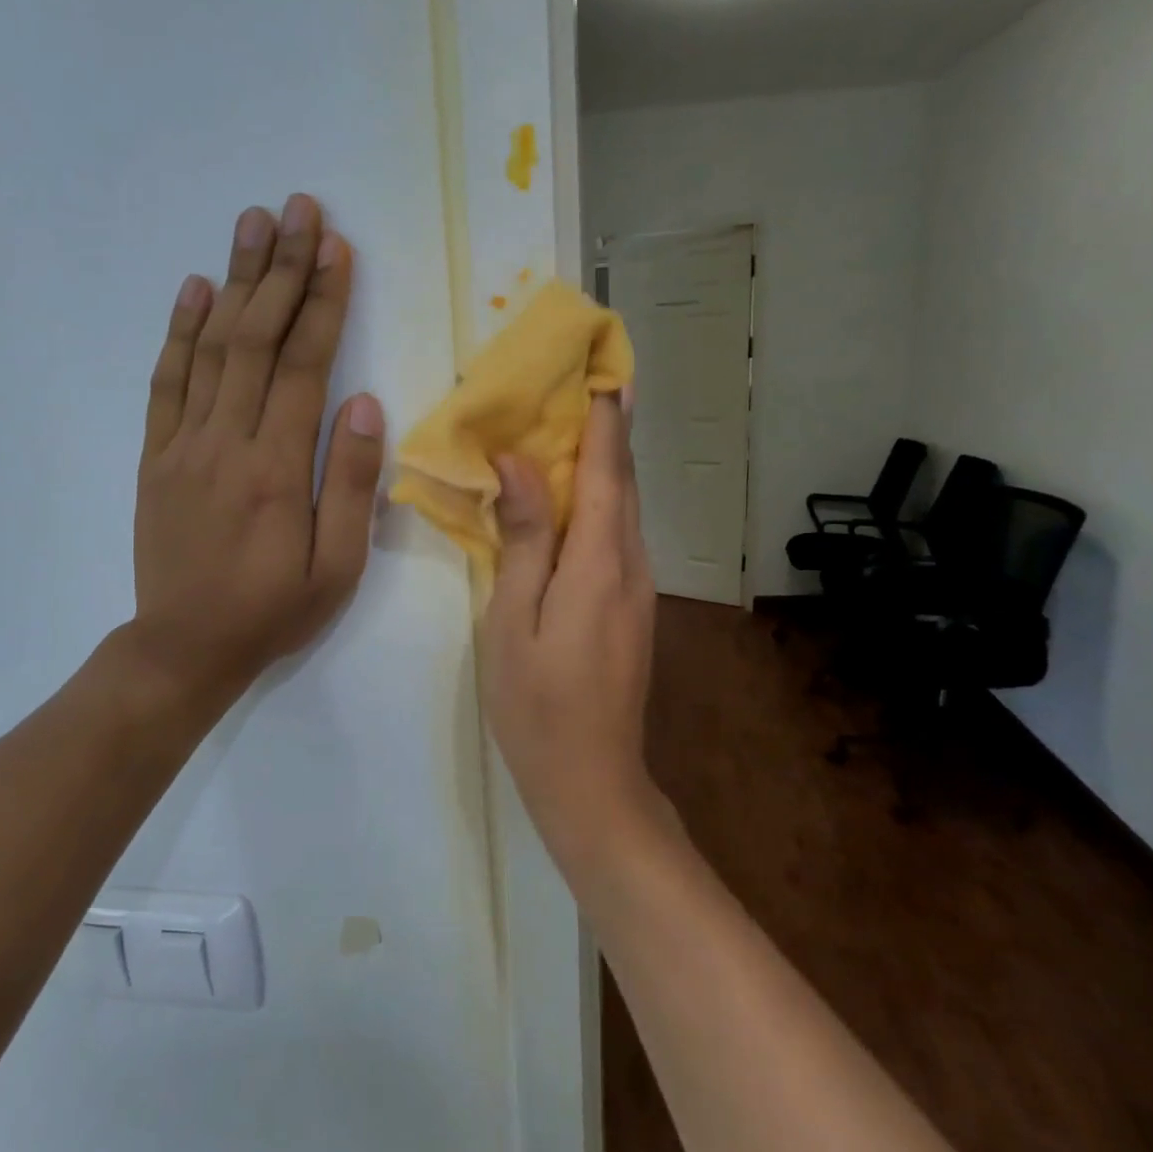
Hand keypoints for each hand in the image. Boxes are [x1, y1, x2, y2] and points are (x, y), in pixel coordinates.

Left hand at [106, 194, 385, 730]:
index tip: (337, 248)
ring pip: (210, 347)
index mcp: (277, 467)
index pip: (304, 366)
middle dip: (282, 269)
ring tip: (252, 224)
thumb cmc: (273, 610)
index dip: (323, 303)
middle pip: (256, 339)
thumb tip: (365, 404)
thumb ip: (352, 484)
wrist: (184, 648)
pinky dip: (180, 331)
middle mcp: (227, 441)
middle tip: (297, 208)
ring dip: (235, 281)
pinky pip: (166, 382)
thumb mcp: (337, 567)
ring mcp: (183, 444)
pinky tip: (196, 289)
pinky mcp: (156, 456)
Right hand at [479, 393, 658, 864]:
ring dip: (603, 465)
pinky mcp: (633, 607)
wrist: (592, 780)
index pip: (605, 471)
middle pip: (622, 483)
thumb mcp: (513, 620)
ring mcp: (639, 588)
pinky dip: (600, 502)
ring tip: (573, 427)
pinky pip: (618, 537)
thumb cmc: (537, 704)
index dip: (604, 420)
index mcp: (600, 563)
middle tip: (585, 385)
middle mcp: (631, 565)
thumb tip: (519, 465)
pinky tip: (572, 499)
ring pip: (623, 509)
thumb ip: (524, 539)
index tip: (601, 371)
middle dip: (608, 432)